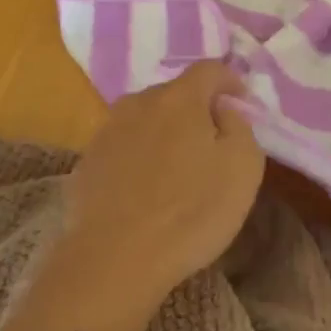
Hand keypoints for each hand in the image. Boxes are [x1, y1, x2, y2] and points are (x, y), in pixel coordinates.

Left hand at [62, 62, 263, 309]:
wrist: (113, 261)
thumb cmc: (191, 211)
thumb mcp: (243, 167)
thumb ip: (240, 125)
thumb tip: (224, 110)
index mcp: (180, 97)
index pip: (210, 69)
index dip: (230, 80)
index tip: (242, 102)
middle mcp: (140, 102)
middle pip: (175, 92)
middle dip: (196, 108)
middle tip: (212, 139)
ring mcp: (108, 131)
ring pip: (146, 118)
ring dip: (165, 132)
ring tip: (177, 165)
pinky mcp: (88, 163)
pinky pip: (124, 146)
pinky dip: (140, 156)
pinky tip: (147, 188)